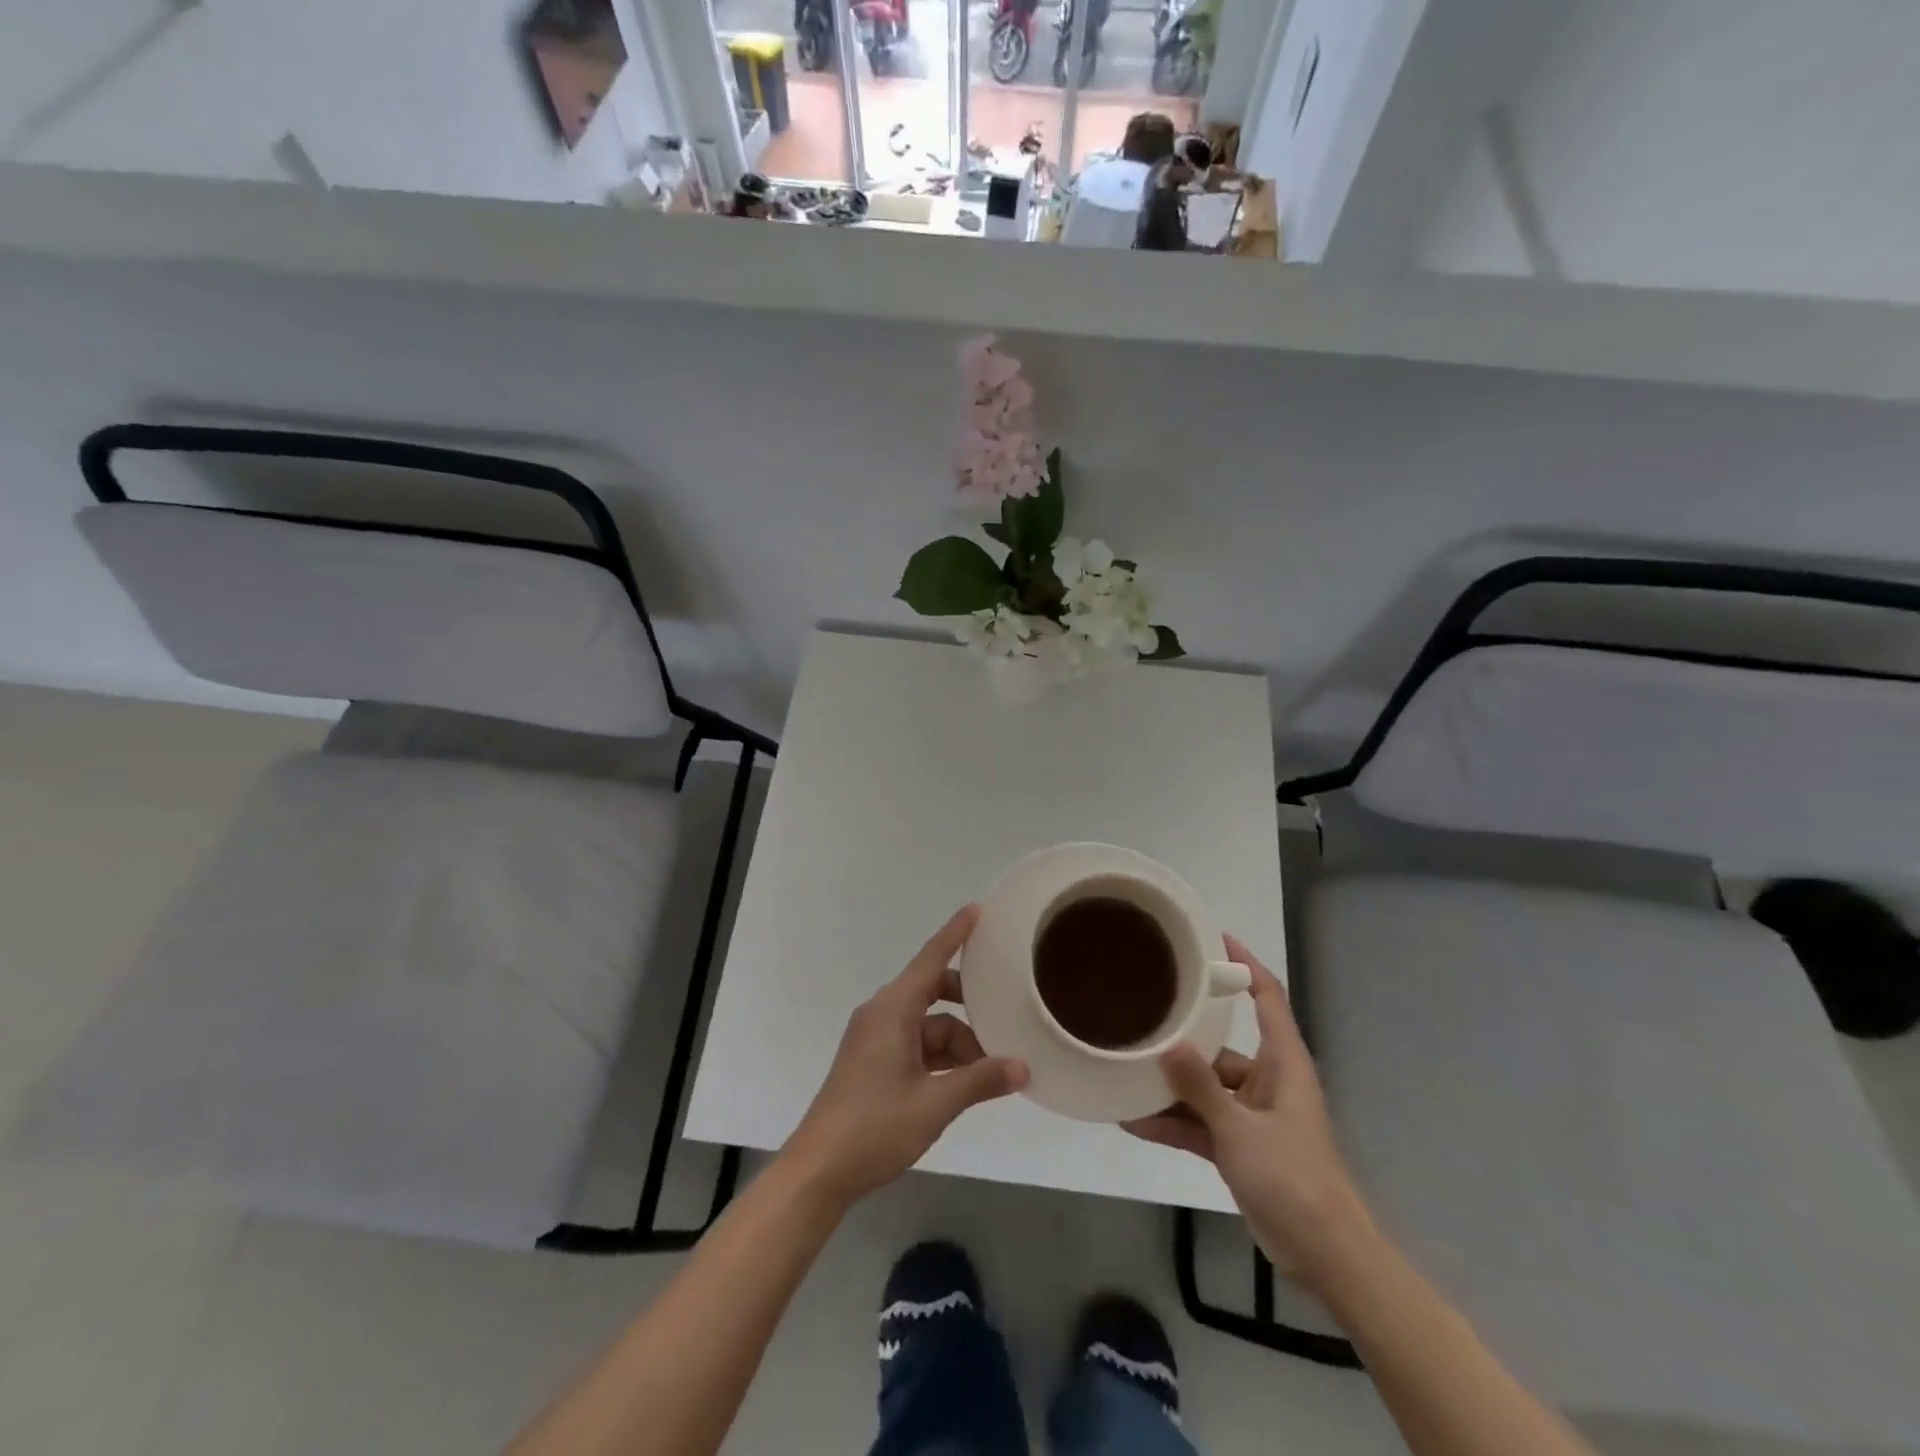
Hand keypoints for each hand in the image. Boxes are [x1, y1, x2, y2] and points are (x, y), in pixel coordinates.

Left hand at [782, 906, 1028, 1205]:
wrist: (819, 1170)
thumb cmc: (874, 1126)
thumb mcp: (935, 1103)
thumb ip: (980, 1081)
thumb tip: (1023, 1067)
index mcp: (893, 1009)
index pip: (930, 959)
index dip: (955, 933)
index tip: (978, 910)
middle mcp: (883, 1014)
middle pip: (933, 992)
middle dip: (969, 1005)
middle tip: (1004, 1014)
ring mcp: (876, 1039)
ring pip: (929, 1026)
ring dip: (959, 1044)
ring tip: (993, 1070)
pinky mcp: (874, 1063)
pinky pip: (917, 1046)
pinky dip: (942, 1059)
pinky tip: (966, 1082)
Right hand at [1123, 937, 1375, 1288]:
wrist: (1325, 1255)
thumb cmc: (1293, 1177)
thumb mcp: (1240, 1129)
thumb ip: (1201, 1087)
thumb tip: (1167, 1043)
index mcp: (1283, 1063)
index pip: (1268, 998)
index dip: (1245, 965)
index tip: (1214, 937)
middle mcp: (1268, 1081)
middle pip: (1222, 1045)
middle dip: (1183, 1035)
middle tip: (1141, 1011)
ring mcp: (1252, 1115)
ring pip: (1205, 1087)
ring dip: (1170, 1086)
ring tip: (1124, 1069)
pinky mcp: (1240, 1146)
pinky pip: (1200, 1122)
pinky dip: (1172, 1122)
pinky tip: (1131, 1119)